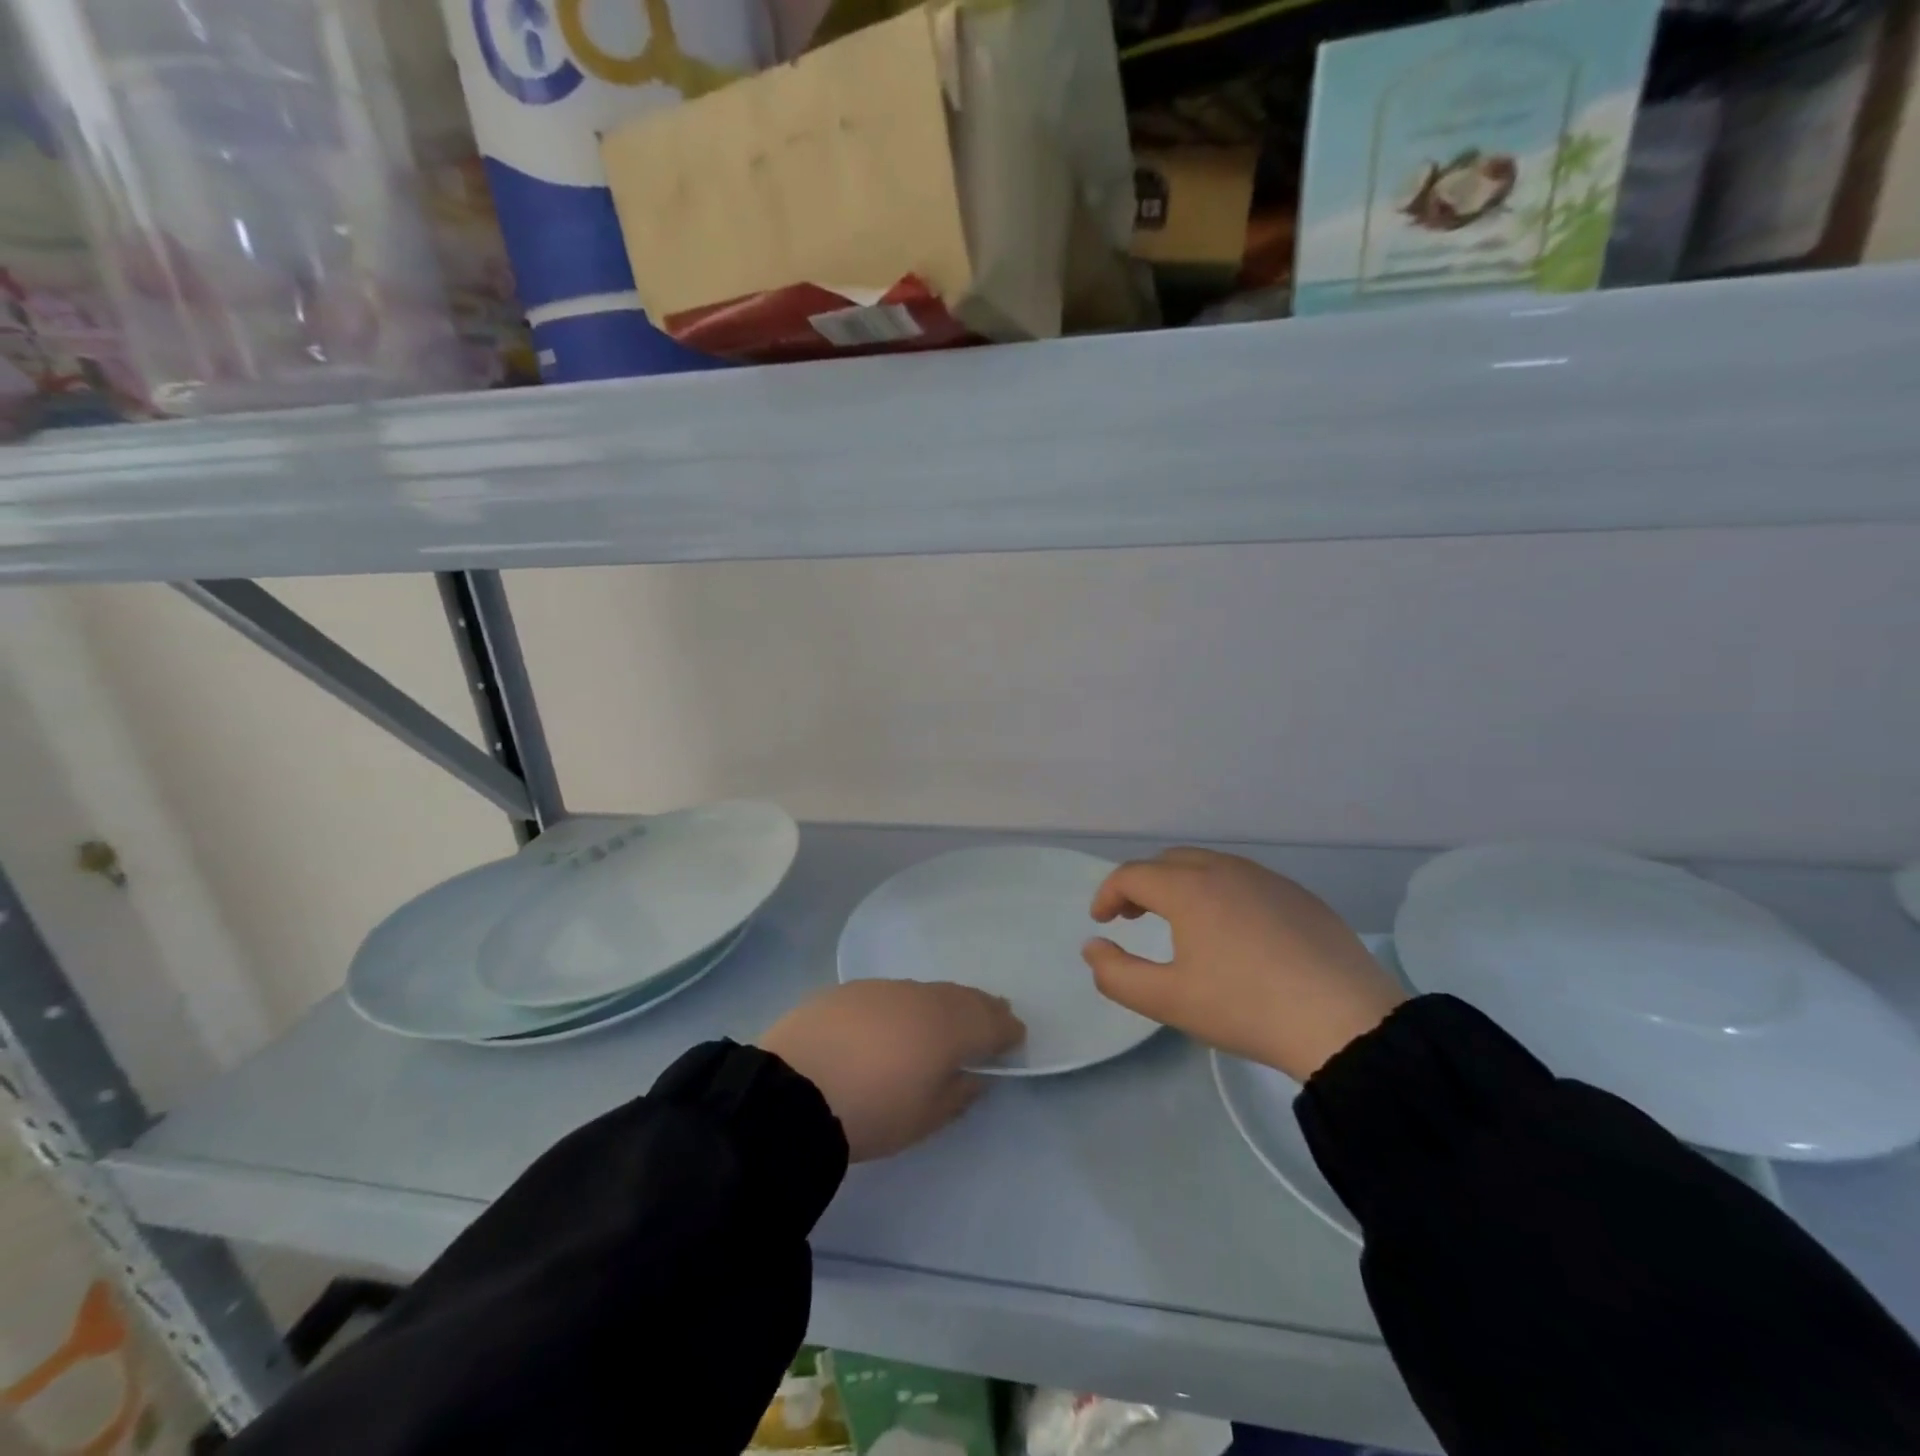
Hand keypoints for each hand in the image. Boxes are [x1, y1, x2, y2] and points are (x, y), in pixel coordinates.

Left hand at [758, 981, 1025, 1160]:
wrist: (792, 1090)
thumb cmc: (872, 1111)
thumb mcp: (925, 1118)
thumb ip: (958, 1094)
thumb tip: (974, 1076)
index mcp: (949, 1028)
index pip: (991, 1022)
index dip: (1007, 1029)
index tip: (1015, 1037)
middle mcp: (922, 998)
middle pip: (962, 998)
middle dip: (982, 1007)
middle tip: (993, 1015)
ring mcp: (884, 989)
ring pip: (927, 991)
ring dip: (943, 1002)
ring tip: (947, 1016)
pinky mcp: (849, 990)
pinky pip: (892, 993)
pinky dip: (906, 1004)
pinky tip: (896, 1020)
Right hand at [1082, 848, 1406, 1081]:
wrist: (1345, 1022)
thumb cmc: (1245, 1008)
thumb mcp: (1168, 1001)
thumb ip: (1116, 974)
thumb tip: (1093, 947)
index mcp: (1189, 888)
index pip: (1132, 874)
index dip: (1108, 894)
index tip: (1101, 921)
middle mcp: (1225, 869)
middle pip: (1169, 861)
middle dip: (1143, 884)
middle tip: (1135, 917)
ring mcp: (1268, 879)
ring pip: (1210, 865)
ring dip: (1182, 885)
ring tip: (1182, 922)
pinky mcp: (1300, 896)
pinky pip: (1245, 880)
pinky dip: (1221, 892)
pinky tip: (1235, 931)